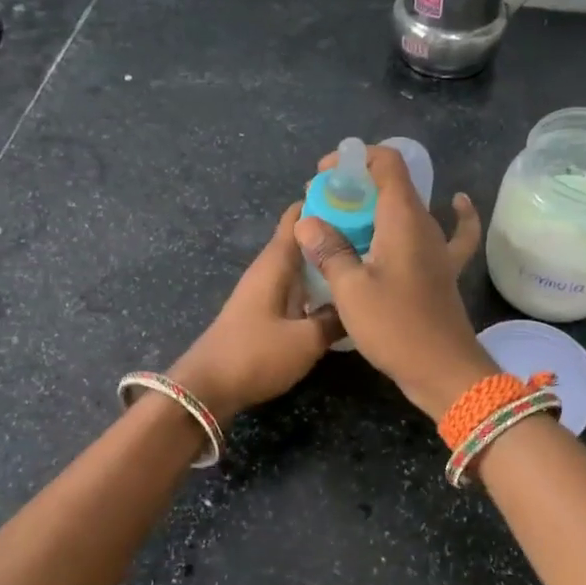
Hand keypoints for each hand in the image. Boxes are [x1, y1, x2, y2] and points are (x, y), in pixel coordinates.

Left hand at [169, 204, 344, 423]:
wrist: (207, 389)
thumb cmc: (256, 355)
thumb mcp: (307, 340)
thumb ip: (336, 319)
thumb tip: (358, 303)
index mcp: (276, 262)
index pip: (299, 216)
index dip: (326, 201)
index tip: (361, 196)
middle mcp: (269, 269)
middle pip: (304, 239)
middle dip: (335, 233)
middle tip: (378, 233)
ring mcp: (265, 291)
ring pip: (302, 266)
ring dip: (327, 262)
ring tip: (366, 262)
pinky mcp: (264, 313)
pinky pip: (298, 288)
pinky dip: (318, 286)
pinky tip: (341, 297)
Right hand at [295, 144, 495, 417]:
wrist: (443, 370)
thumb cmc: (395, 327)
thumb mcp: (351, 290)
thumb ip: (329, 250)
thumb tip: (308, 223)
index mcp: (403, 219)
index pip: (386, 162)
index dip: (354, 159)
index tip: (325, 176)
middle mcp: (425, 225)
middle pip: (394, 184)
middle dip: (356, 186)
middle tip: (325, 205)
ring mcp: (438, 248)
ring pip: (409, 210)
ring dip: (379, 207)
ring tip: (348, 218)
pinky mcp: (443, 270)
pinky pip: (452, 233)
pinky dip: (453, 216)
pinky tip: (453, 205)